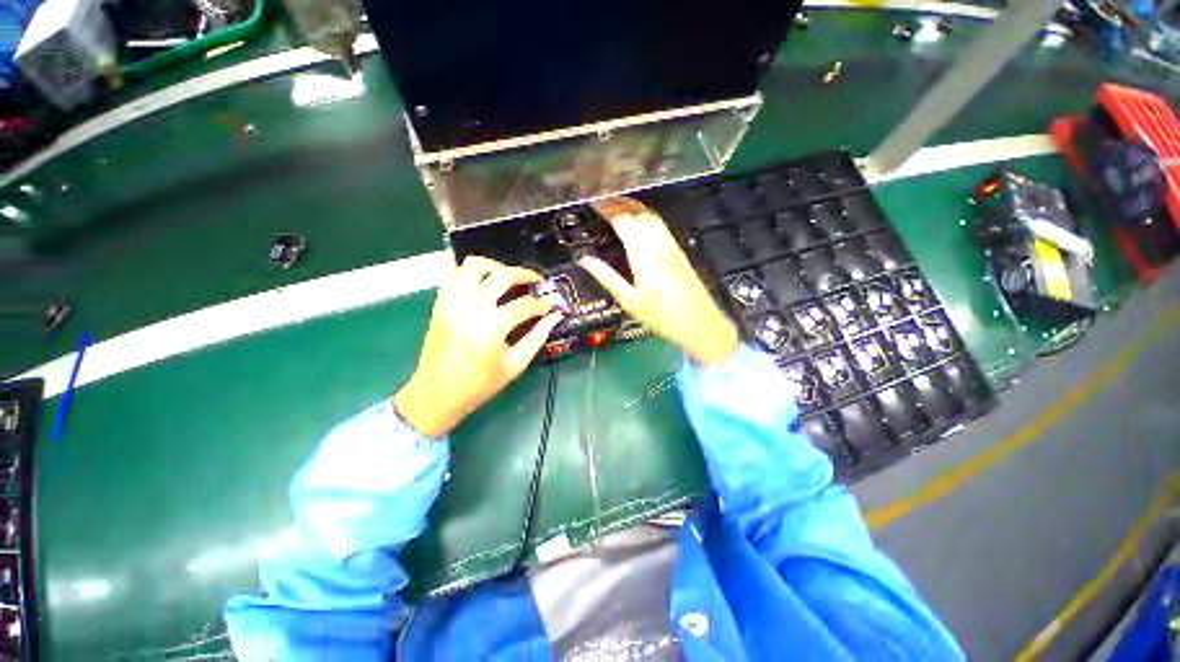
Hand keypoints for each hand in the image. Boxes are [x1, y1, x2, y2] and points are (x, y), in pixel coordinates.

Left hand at [395, 256, 563, 437]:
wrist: (437, 394)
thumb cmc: (480, 384)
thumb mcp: (515, 364)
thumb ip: (538, 336)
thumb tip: (556, 315)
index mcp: (492, 327)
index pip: (525, 305)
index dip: (543, 304)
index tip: (552, 305)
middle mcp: (471, 307)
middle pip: (502, 276)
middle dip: (525, 274)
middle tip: (537, 280)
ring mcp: (452, 302)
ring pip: (474, 265)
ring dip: (496, 266)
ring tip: (509, 276)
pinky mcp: (441, 303)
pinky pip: (456, 275)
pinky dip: (472, 273)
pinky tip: (485, 283)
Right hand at [581, 197, 738, 365]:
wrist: (699, 323)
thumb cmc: (661, 316)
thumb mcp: (629, 300)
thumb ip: (606, 277)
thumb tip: (585, 260)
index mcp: (643, 255)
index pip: (623, 221)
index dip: (607, 208)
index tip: (593, 202)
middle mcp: (658, 244)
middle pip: (638, 213)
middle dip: (618, 202)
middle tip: (601, 200)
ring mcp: (671, 245)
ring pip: (651, 215)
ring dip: (632, 206)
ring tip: (616, 204)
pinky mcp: (678, 250)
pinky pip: (659, 224)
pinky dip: (645, 215)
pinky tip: (638, 219)